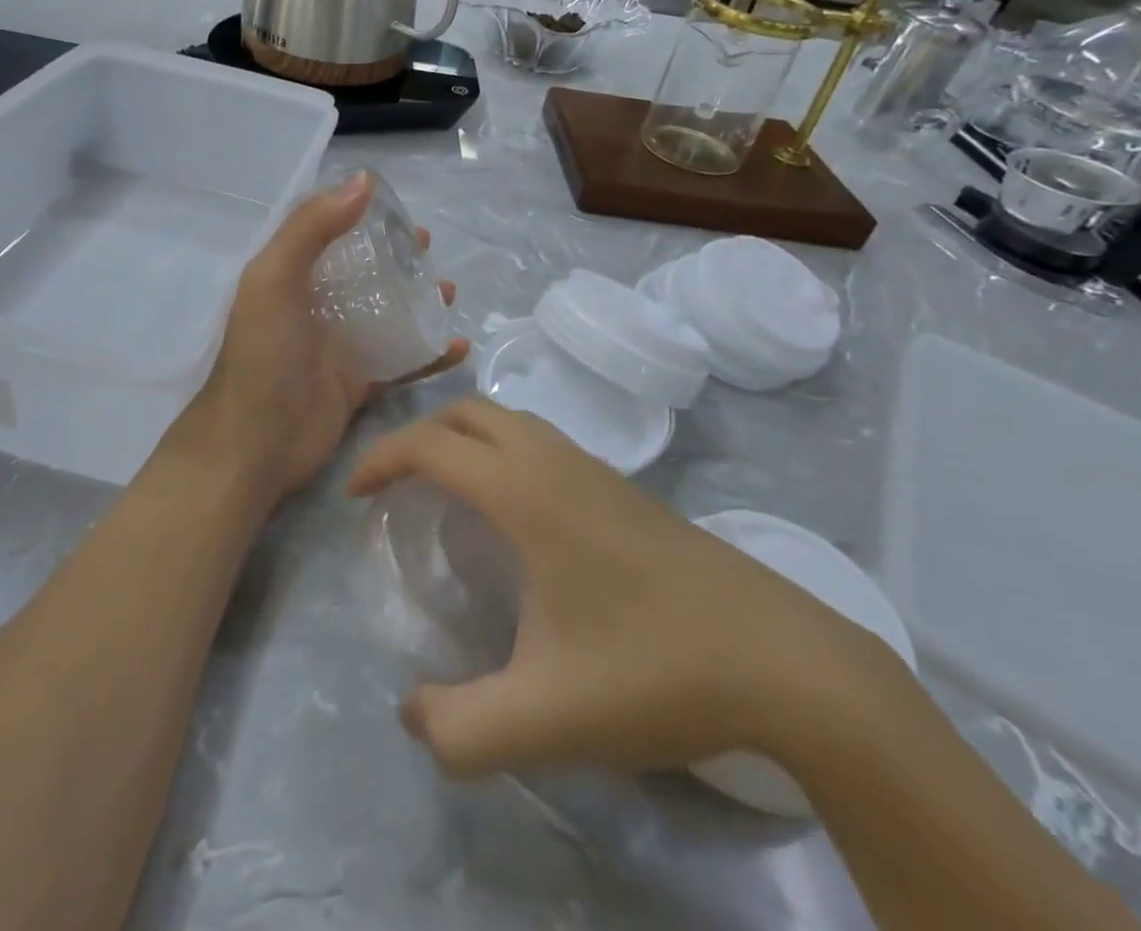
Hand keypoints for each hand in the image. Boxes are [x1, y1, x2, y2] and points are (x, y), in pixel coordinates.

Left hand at [189, 173, 469, 501]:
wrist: (255, 444)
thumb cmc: (264, 355)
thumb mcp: (274, 279)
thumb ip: (311, 228)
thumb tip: (363, 181)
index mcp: (291, 276)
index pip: (329, 233)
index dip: (361, 217)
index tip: (397, 210)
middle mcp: (316, 305)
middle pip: (364, 272)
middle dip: (397, 257)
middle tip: (428, 248)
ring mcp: (339, 345)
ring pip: (388, 313)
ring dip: (419, 300)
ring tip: (450, 290)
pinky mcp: (359, 382)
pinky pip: (402, 361)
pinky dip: (431, 353)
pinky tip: (458, 345)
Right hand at [349, 400, 905, 779]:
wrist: (784, 662)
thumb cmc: (653, 672)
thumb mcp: (545, 718)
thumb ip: (459, 728)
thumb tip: (412, 713)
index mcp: (524, 491)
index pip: (430, 444)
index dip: (381, 460)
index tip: (356, 496)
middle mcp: (554, 461)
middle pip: (468, 412)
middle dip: (420, 435)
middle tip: (398, 487)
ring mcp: (595, 468)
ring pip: (510, 420)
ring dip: (465, 437)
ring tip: (448, 492)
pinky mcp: (624, 487)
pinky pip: (542, 441)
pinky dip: (504, 450)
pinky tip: (517, 515)